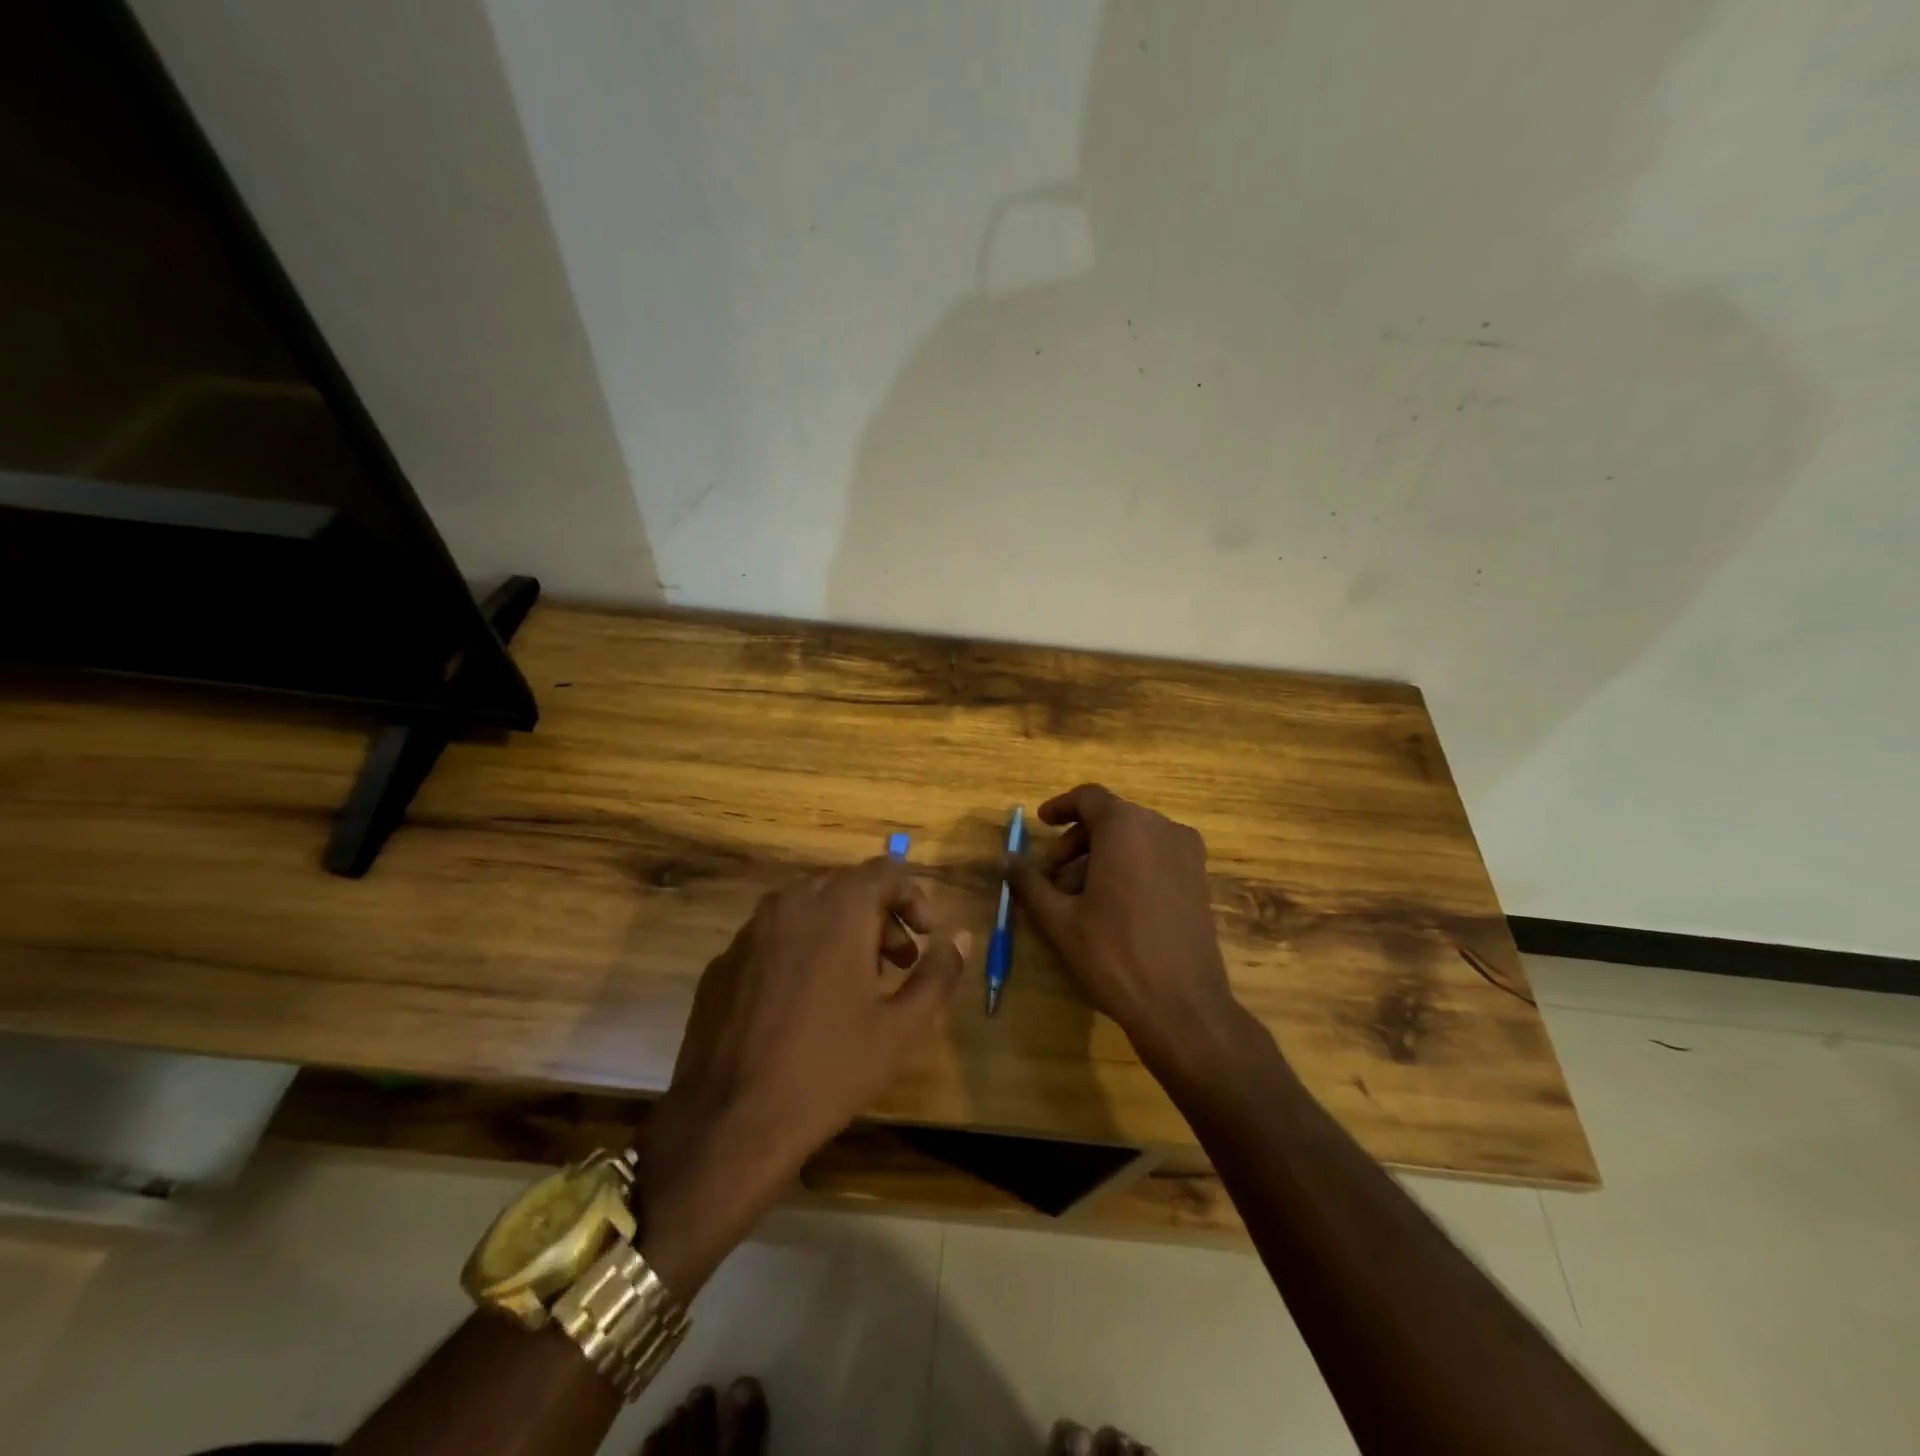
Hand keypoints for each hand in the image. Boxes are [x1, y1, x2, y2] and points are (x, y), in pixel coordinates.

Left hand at [636, 858, 968, 1297]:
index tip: (926, 937)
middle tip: (897, 962)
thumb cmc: (829, 1069)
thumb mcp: (900, 1027)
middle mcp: (791, 903)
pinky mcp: (723, 961)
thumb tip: (961, 936)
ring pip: (808, 907)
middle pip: (847, 886)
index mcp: (838, 909)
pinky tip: (804, 1002)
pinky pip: (774, 936)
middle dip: (880, 915)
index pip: (886, 871)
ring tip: (855, 982)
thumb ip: (938, 973)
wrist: (731, 1123)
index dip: (914, 897)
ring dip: (841, 929)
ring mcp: (750, 931)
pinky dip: (801, 948)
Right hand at [1006, 785, 1245, 1066]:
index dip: (1060, 807)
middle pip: (1110, 818)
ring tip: (1076, 897)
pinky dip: (1128, 866)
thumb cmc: (1114, 955)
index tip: (1041, 824)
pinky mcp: (1199, 878)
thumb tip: (1005, 859)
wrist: (1183, 1006)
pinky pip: (1155, 856)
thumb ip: (1029, 882)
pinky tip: (1110, 906)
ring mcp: (1187, 853)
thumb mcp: (1060, 919)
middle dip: (1076, 841)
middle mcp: (1162, 828)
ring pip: (1133, 839)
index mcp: (1127, 826)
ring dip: (1100, 856)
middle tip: (1052, 875)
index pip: (1089, 798)